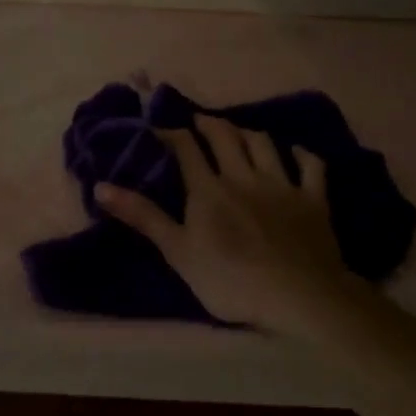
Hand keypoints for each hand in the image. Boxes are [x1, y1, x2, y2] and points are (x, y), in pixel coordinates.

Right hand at [94, 115, 361, 333]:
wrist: (297, 294)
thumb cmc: (230, 280)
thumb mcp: (178, 252)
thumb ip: (144, 217)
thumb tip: (101, 186)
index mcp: (209, 190)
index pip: (186, 150)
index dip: (171, 134)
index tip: (157, 128)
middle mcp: (245, 176)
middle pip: (226, 138)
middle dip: (210, 124)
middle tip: (199, 121)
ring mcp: (283, 185)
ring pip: (265, 144)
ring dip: (249, 133)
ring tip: (240, 132)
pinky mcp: (314, 200)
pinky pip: (312, 167)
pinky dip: (303, 155)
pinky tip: (297, 153)